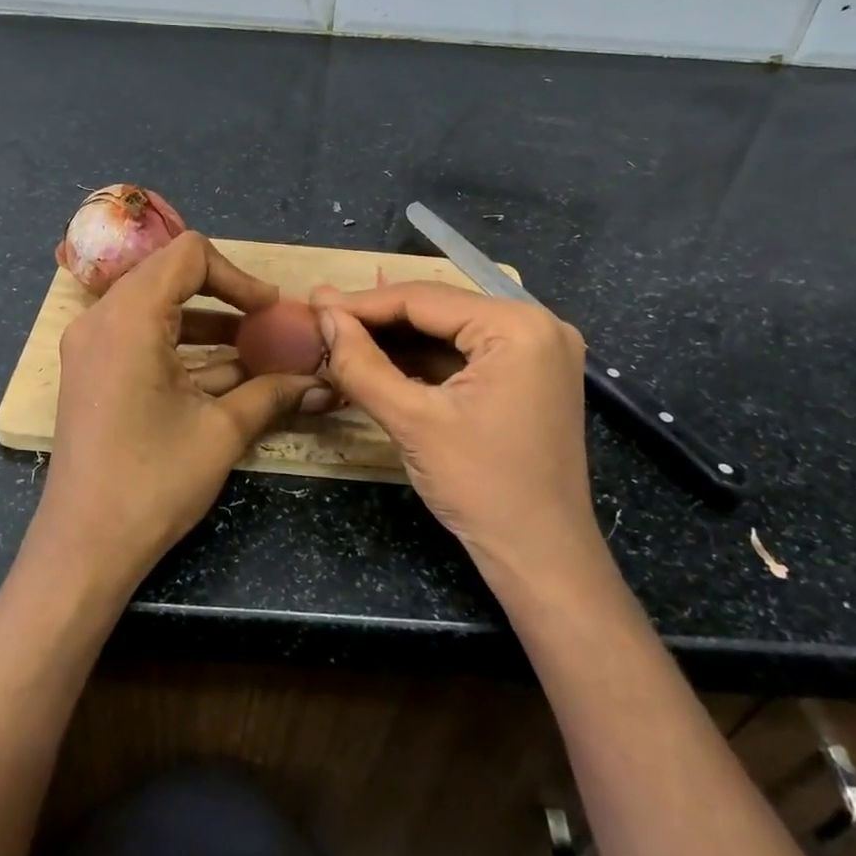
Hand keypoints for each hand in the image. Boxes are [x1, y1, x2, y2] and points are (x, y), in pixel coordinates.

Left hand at [33, 233, 326, 596]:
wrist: (85, 546)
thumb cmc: (154, 481)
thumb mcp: (222, 431)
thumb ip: (273, 393)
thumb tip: (321, 381)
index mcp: (129, 317)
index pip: (188, 256)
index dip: (238, 276)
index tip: (270, 311)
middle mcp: (102, 320)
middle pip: (170, 275)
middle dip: (225, 296)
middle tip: (266, 325)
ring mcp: (92, 347)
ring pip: (158, 309)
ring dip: (208, 325)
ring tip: (256, 353)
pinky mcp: (94, 373)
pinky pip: (142, 339)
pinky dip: (184, 349)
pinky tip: (226, 377)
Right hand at [312, 282, 600, 585]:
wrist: (541, 556)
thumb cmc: (481, 486)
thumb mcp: (412, 422)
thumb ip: (362, 364)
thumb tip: (325, 316)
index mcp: (518, 326)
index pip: (425, 299)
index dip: (363, 303)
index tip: (315, 305)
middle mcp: (537, 326)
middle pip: (439, 311)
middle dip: (379, 320)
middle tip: (324, 318)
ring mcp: (538, 352)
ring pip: (450, 332)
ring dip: (398, 340)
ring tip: (343, 338)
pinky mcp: (530, 377)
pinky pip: (466, 356)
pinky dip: (424, 361)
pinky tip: (382, 362)